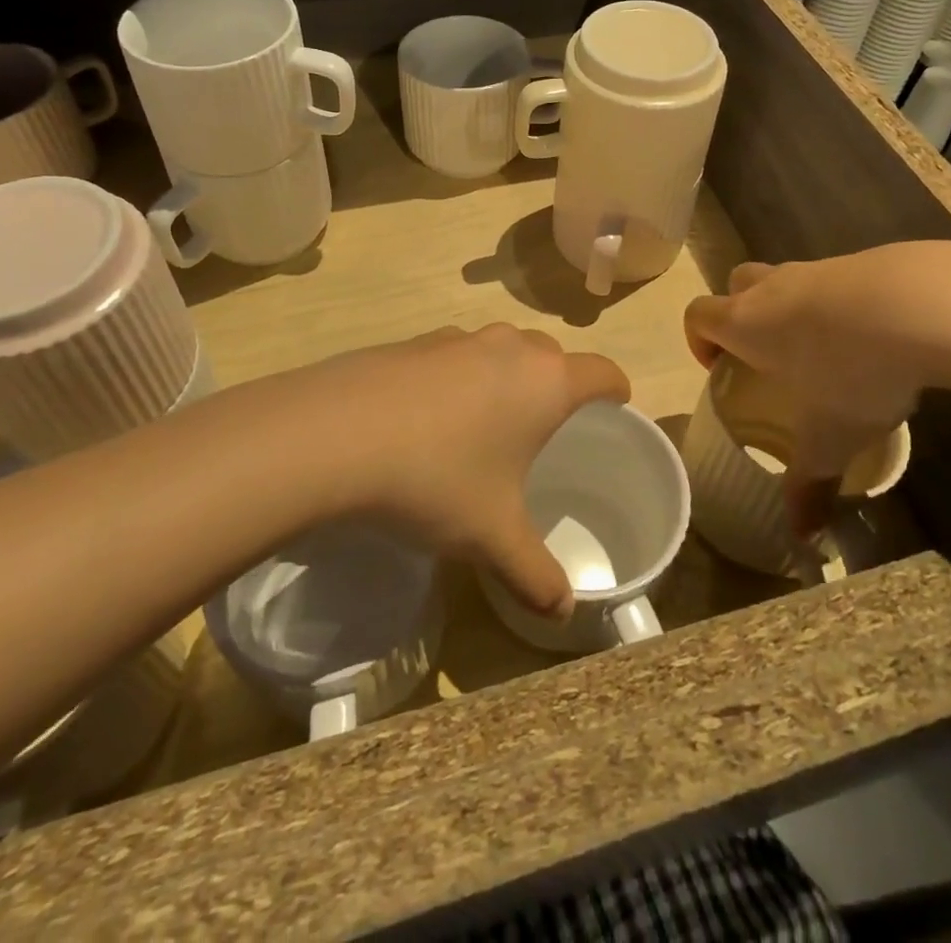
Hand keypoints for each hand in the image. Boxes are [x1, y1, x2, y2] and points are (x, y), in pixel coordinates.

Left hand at [248, 325, 628, 619]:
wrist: (334, 435)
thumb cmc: (437, 480)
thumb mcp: (492, 537)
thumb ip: (536, 574)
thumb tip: (564, 612)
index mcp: (546, 382)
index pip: (603, 372)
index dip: (616, 391)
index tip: (615, 410)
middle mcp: (509, 347)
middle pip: (552, 356)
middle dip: (557, 385)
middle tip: (545, 431)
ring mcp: (457, 338)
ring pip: (501, 351)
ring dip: (505, 378)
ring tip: (485, 426)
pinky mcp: (412, 342)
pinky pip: (454, 355)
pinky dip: (458, 378)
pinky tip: (427, 420)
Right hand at [683, 250, 940, 535]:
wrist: (920, 305)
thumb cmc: (849, 370)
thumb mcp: (829, 437)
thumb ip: (809, 483)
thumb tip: (800, 536)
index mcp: (746, 322)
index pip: (698, 314)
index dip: (698, 338)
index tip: (720, 368)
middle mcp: (773, 288)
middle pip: (736, 284)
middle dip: (741, 313)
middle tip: (767, 355)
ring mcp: (818, 268)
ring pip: (787, 279)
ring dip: (793, 307)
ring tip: (827, 352)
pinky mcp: (862, 261)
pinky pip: (835, 279)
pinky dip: (841, 303)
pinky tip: (874, 337)